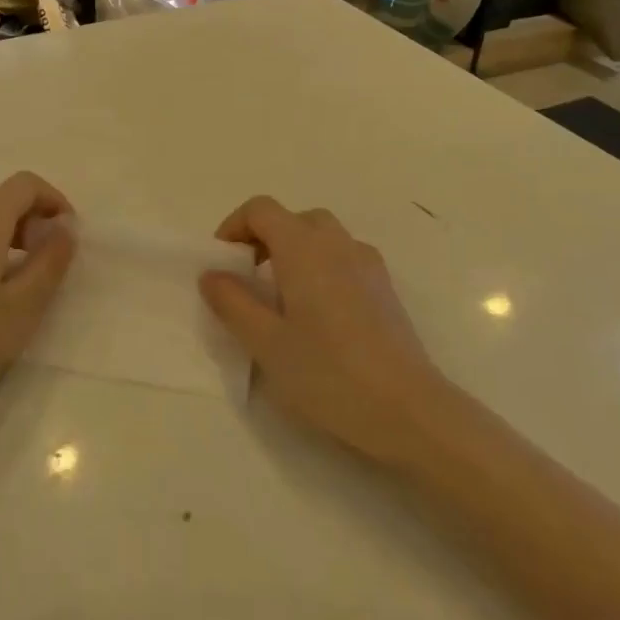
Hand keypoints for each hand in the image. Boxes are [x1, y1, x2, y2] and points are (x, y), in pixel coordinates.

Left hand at [0, 173, 76, 427]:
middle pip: (3, 200)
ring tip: (26, 282)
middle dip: (35, 221)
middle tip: (52, 264)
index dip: (54, 200)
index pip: (24, 184)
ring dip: (13, 237)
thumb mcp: (22, 307)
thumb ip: (50, 262)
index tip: (69, 236)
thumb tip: (65, 228)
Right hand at [199, 198, 448, 467]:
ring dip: (294, 251)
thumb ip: (233, 303)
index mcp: (303, 248)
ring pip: (322, 236)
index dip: (234, 226)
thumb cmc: (328, 373)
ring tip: (282, 297)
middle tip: (248, 278)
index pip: (261, 209)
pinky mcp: (385, 288)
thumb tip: (212, 275)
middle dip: (265, 237)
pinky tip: (319, 313)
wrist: (408, 410)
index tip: (223, 262)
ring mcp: (367, 264)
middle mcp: (337, 244)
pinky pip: (344, 257)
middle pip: (294, 218)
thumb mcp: (265, 343)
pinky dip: (321, 266)